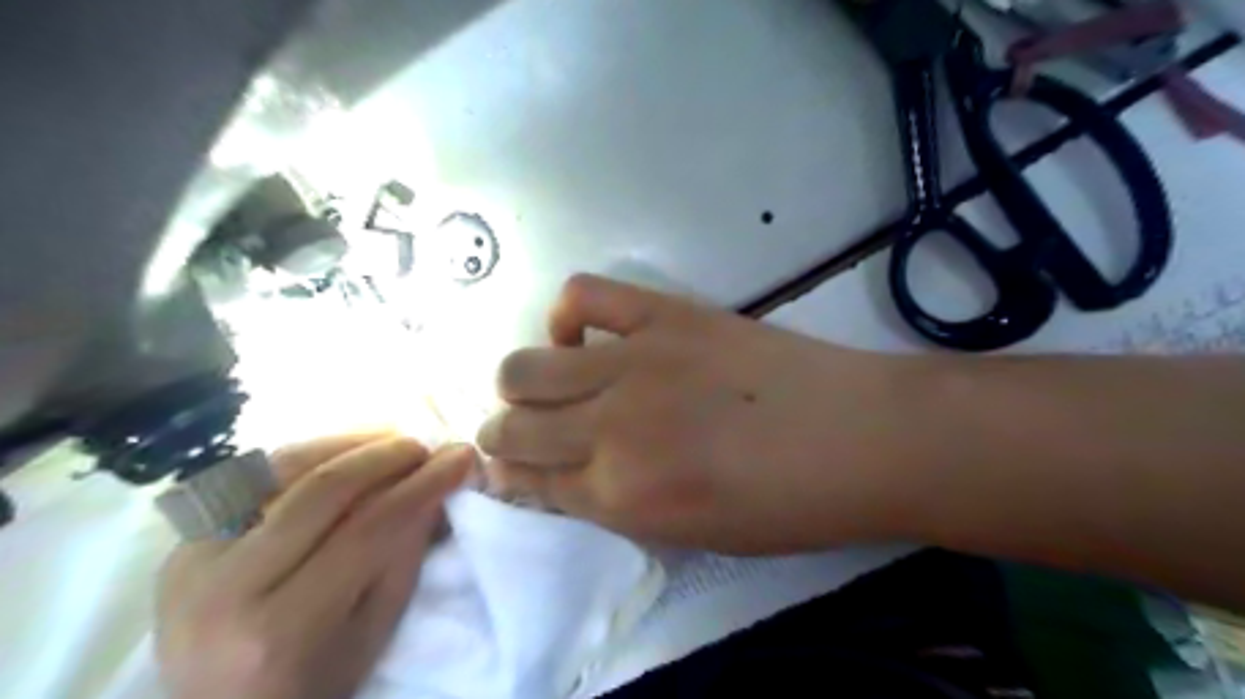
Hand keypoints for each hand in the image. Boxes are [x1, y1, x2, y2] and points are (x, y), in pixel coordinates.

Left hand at [159, 434, 477, 696]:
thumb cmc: (313, 682)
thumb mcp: (374, 631)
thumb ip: (404, 555)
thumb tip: (438, 486)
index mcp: (282, 630)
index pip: (367, 531)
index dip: (422, 486)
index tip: (461, 458)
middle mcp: (224, 589)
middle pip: (322, 491)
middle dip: (387, 456)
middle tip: (426, 447)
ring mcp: (190, 561)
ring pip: (280, 469)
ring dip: (347, 444)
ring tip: (391, 441)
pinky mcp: (180, 542)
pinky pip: (251, 477)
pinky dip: (307, 456)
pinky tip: (342, 453)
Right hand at [472, 275, 910, 553]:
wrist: (860, 437)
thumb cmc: (785, 505)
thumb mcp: (691, 535)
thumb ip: (617, 505)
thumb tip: (567, 474)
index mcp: (621, 498)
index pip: (528, 483)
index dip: (509, 477)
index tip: (506, 468)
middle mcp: (611, 430)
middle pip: (512, 425)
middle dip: (502, 432)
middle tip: (520, 429)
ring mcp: (635, 363)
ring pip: (526, 366)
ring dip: (521, 382)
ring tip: (546, 383)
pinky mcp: (664, 314)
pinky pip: (584, 295)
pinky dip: (568, 314)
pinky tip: (582, 334)